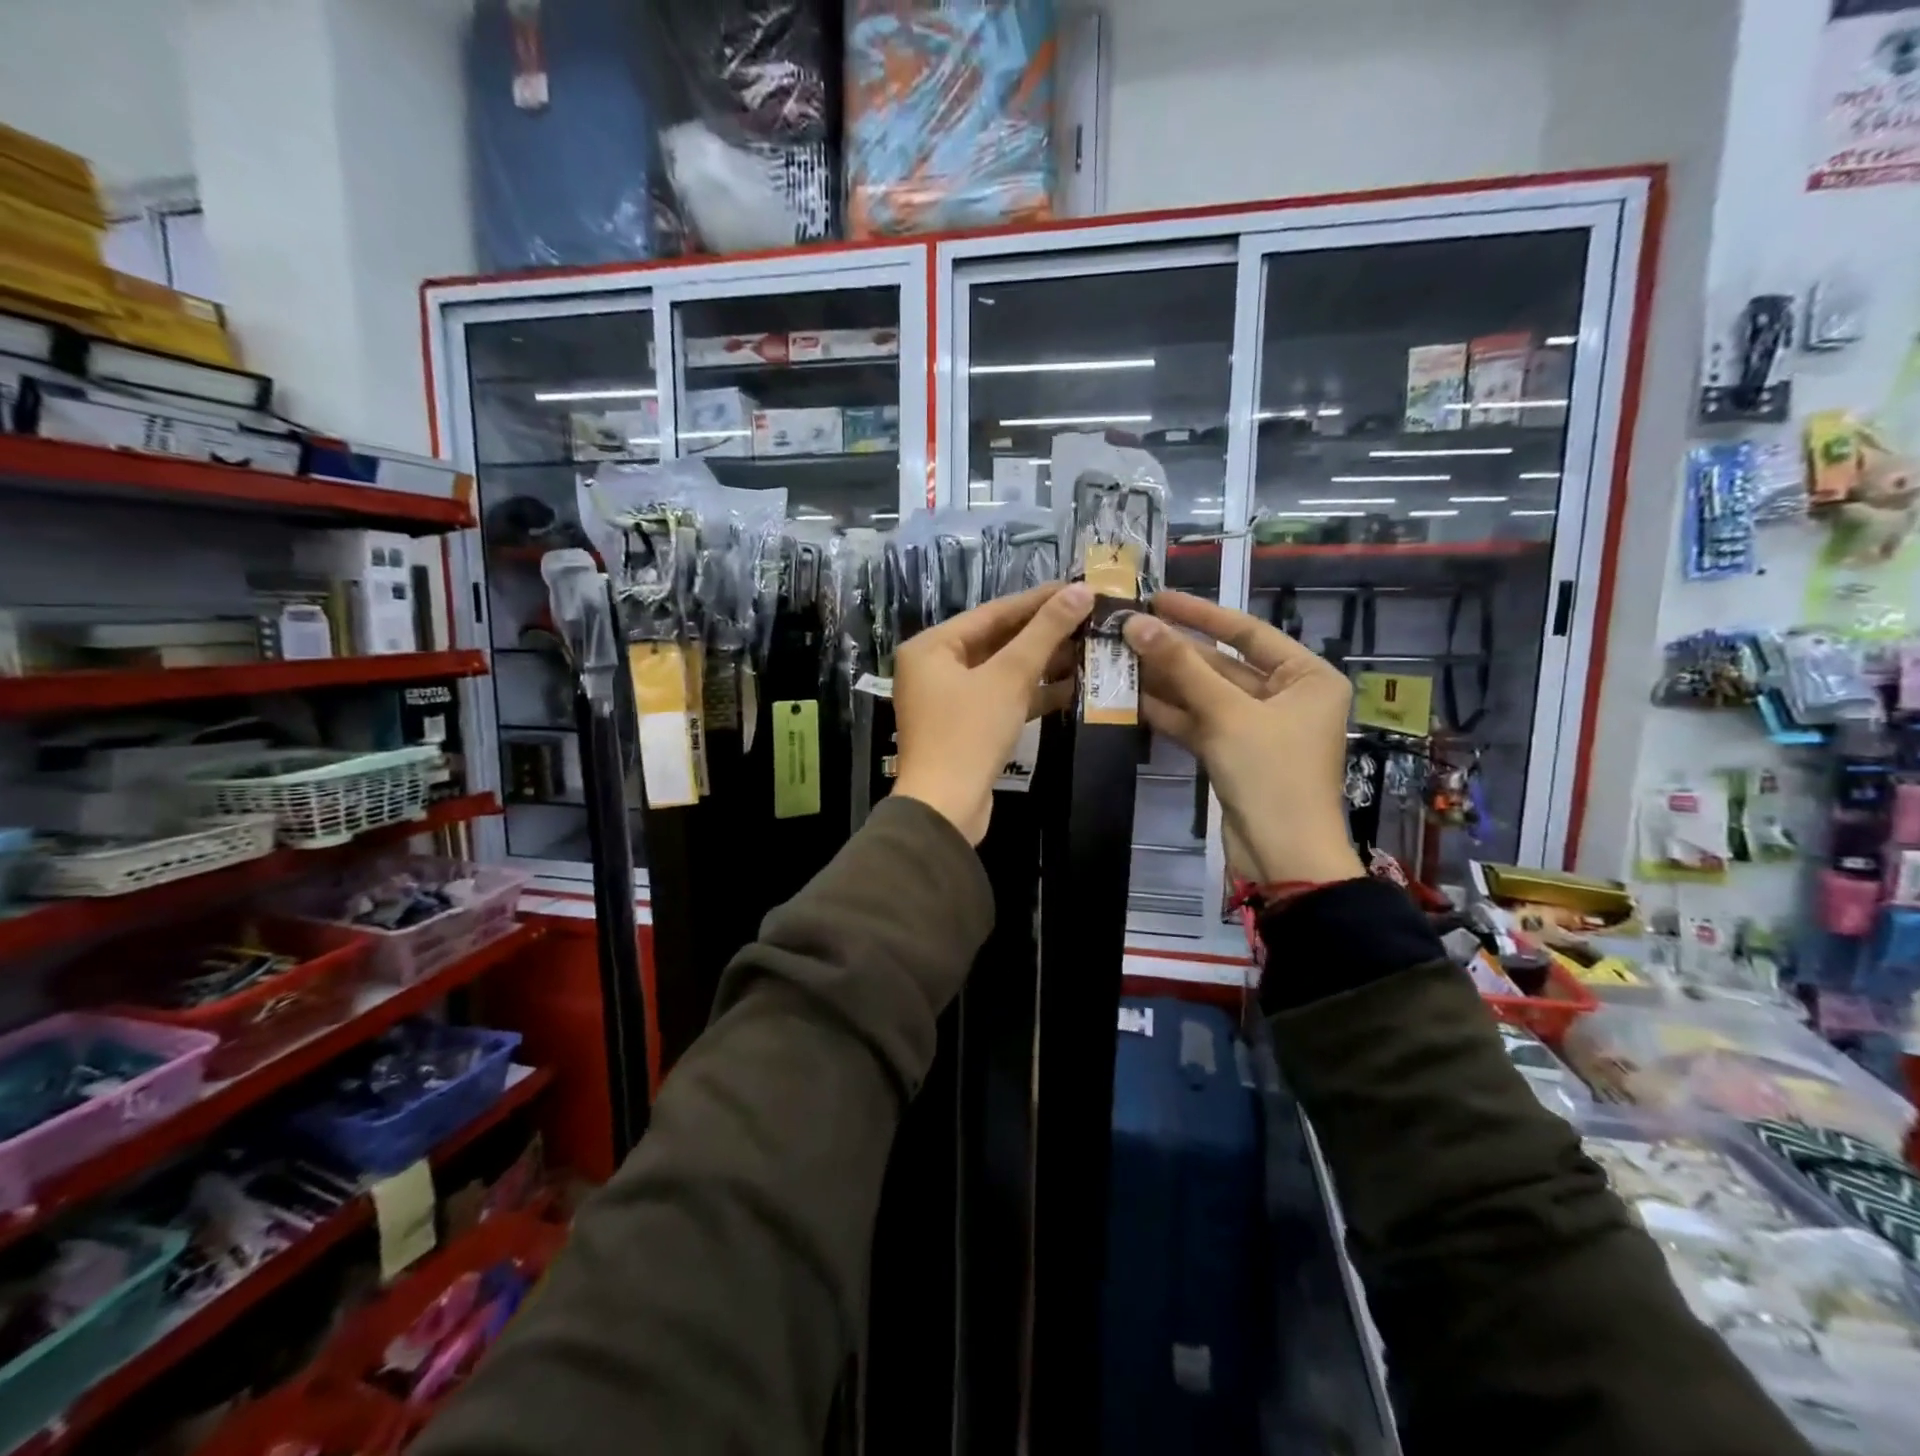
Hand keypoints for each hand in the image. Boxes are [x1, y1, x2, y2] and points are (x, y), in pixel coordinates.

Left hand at [893, 581, 1092, 844]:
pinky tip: (1072, 686)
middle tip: (1088, 618)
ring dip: (1042, 663)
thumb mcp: (1009, 677)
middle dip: (1043, 633)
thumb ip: (1044, 632)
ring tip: (1088, 647)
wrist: (946, 807)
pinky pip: (1001, 698)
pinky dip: (1031, 693)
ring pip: (1001, 671)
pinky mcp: (965, 727)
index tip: (1078, 588)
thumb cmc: (969, 733)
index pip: (992, 612)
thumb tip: (1081, 591)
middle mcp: (934, 667)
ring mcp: (948, 699)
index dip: (1038, 600)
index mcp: (931, 646)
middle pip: (996, 640)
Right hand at [1122, 592, 1364, 886]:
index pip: (1248, 632)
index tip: (1157, 599)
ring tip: (1119, 659)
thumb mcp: (1226, 714)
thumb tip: (1135, 623)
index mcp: (1307, 677)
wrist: (1282, 857)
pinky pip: (1200, 722)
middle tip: (1126, 631)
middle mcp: (1286, 696)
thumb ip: (1181, 667)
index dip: (1200, 614)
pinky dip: (1170, 713)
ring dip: (1166, 681)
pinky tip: (1131, 698)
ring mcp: (1258, 727)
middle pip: (1223, 664)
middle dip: (1175, 651)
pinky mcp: (1234, 754)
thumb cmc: (1271, 775)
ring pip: (1206, 695)